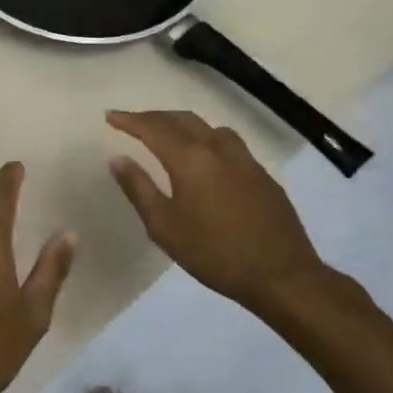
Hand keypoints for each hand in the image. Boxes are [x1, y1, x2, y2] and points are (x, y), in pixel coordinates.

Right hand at [107, 111, 325, 310]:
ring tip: (169, 134)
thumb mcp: (164, 226)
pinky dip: (207, 139)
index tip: (110, 116)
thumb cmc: (214, 253)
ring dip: (183, 124)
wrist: (282, 275)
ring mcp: (244, 159)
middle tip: (133, 122)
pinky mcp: (262, 174)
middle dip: (153, 117)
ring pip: (208, 127)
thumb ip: (139, 188)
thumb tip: (118, 159)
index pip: (152, 128)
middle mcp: (217, 148)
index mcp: (189, 158)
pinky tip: (206, 158)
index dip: (129, 120)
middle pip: (181, 120)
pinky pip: (228, 142)